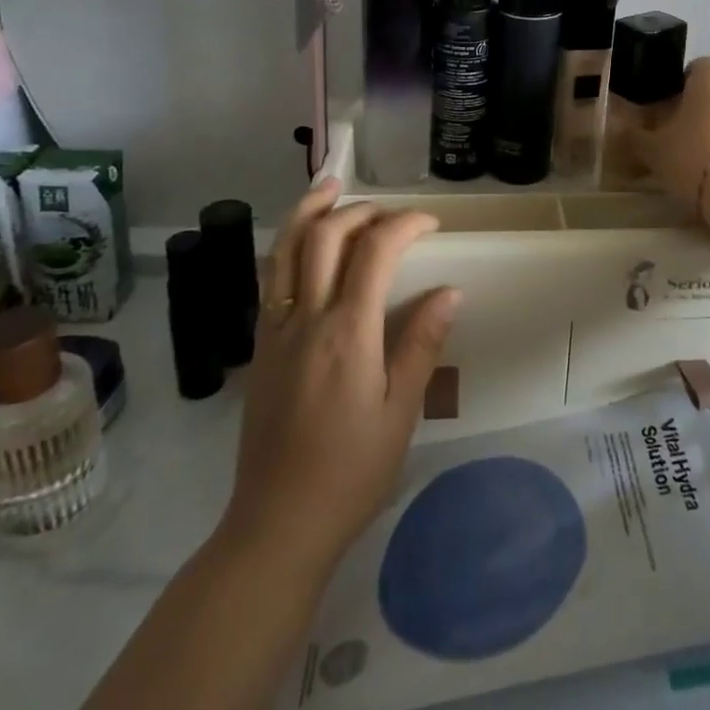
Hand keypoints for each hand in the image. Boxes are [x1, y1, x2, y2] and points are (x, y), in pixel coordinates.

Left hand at [221, 179, 459, 572]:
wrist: (277, 522)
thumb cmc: (350, 472)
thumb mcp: (400, 412)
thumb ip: (421, 345)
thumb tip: (450, 291)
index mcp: (347, 332)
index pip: (375, 251)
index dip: (405, 224)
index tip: (432, 223)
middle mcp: (306, 318)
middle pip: (325, 236)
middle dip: (361, 209)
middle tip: (392, 212)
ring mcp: (275, 330)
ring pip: (284, 249)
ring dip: (308, 210)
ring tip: (330, 186)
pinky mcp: (259, 347)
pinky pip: (270, 278)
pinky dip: (286, 246)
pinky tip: (301, 244)